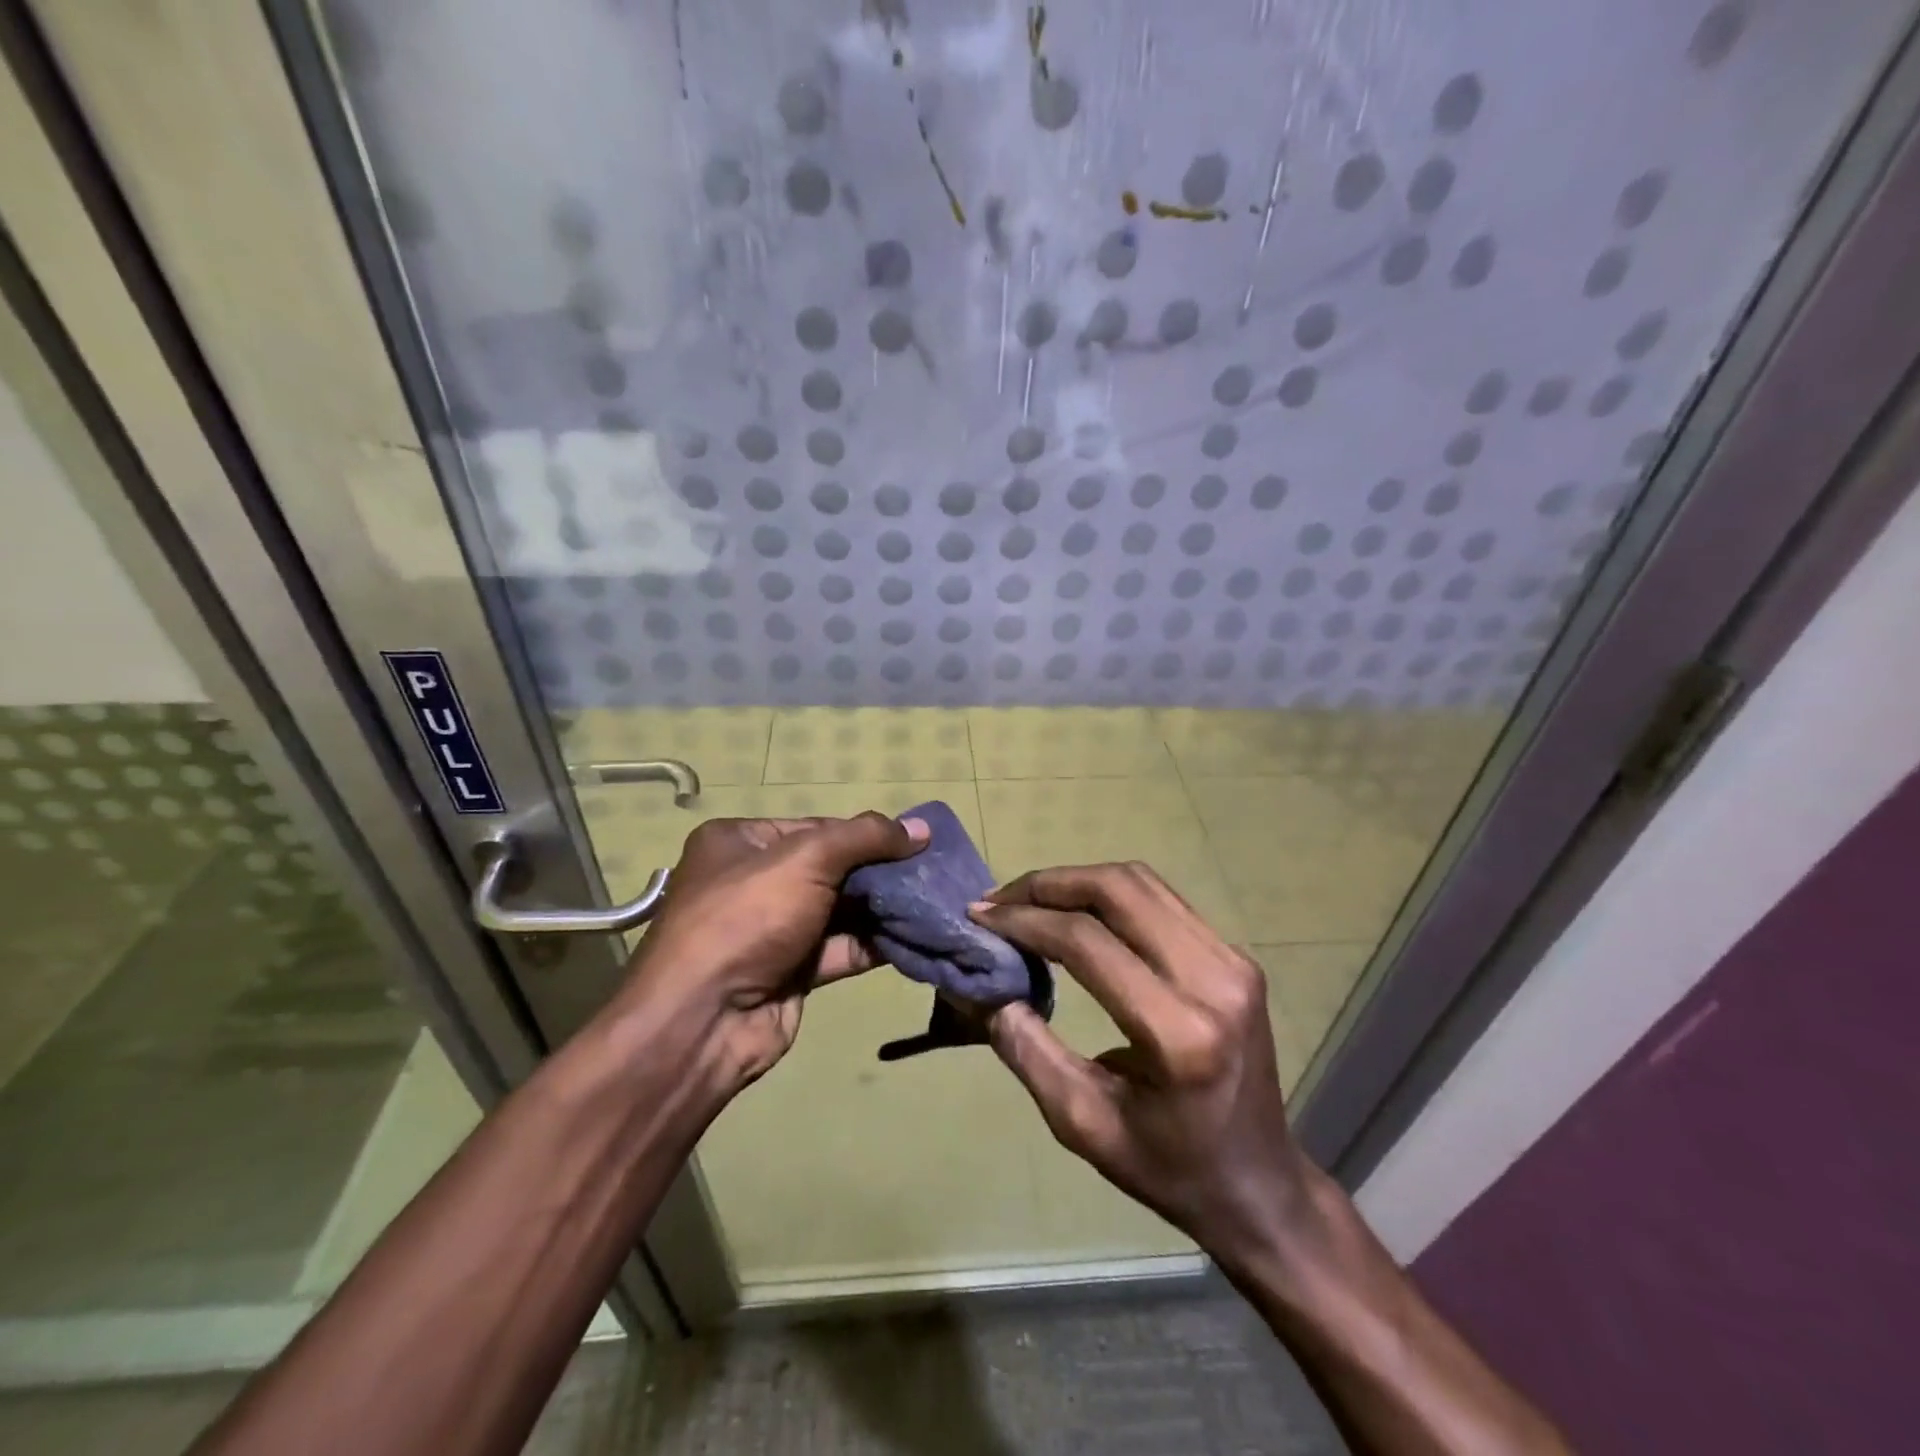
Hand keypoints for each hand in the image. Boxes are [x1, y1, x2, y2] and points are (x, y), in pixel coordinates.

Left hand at [622, 813, 927, 1094]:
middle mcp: (753, 881)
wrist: (704, 1020)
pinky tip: (914, 935)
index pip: (816, 827)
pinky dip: (873, 943)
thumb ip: (866, 837)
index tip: (913, 842)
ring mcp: (771, 929)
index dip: (864, 834)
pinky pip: (839, 948)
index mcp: (739, 842)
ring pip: (838, 910)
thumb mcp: (807, 859)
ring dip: (882, 908)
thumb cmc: (748, 917)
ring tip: (932, 900)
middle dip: (879, 871)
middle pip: (830, 868)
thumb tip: (922, 828)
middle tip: (930, 872)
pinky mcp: (790, 971)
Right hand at [970, 862, 1318, 1276]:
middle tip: (1000, 900)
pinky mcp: (1235, 956)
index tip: (980, 917)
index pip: (1088, 943)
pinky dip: (1109, 895)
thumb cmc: (1168, 1168)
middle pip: (1118, 891)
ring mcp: (1233, 961)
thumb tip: (985, 990)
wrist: (1260, 1184)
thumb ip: (1028, 1052)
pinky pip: (1161, 900)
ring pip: (1142, 882)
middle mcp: (1214, 981)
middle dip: (1049, 885)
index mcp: (1179, 1034)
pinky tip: (1076, 912)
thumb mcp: (1083, 1126)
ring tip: (1030, 900)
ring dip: (1077, 881)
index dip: (1026, 921)